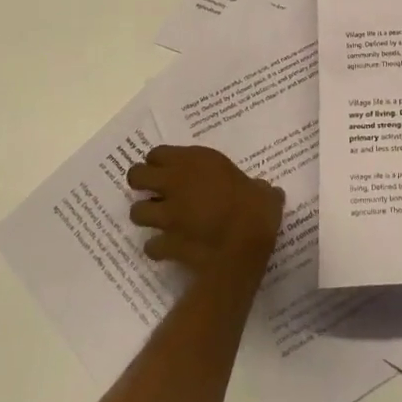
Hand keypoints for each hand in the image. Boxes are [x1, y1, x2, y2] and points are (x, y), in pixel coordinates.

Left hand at [127, 145, 283, 282]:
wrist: (242, 248)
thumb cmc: (254, 210)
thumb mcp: (262, 191)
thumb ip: (257, 188)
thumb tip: (265, 191)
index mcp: (195, 163)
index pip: (158, 153)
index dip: (159, 161)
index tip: (167, 168)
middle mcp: (174, 184)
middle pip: (136, 176)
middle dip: (140, 183)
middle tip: (153, 190)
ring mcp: (167, 216)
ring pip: (137, 212)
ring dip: (145, 216)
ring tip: (158, 220)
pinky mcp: (165, 244)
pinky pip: (151, 245)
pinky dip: (156, 247)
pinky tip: (167, 248)